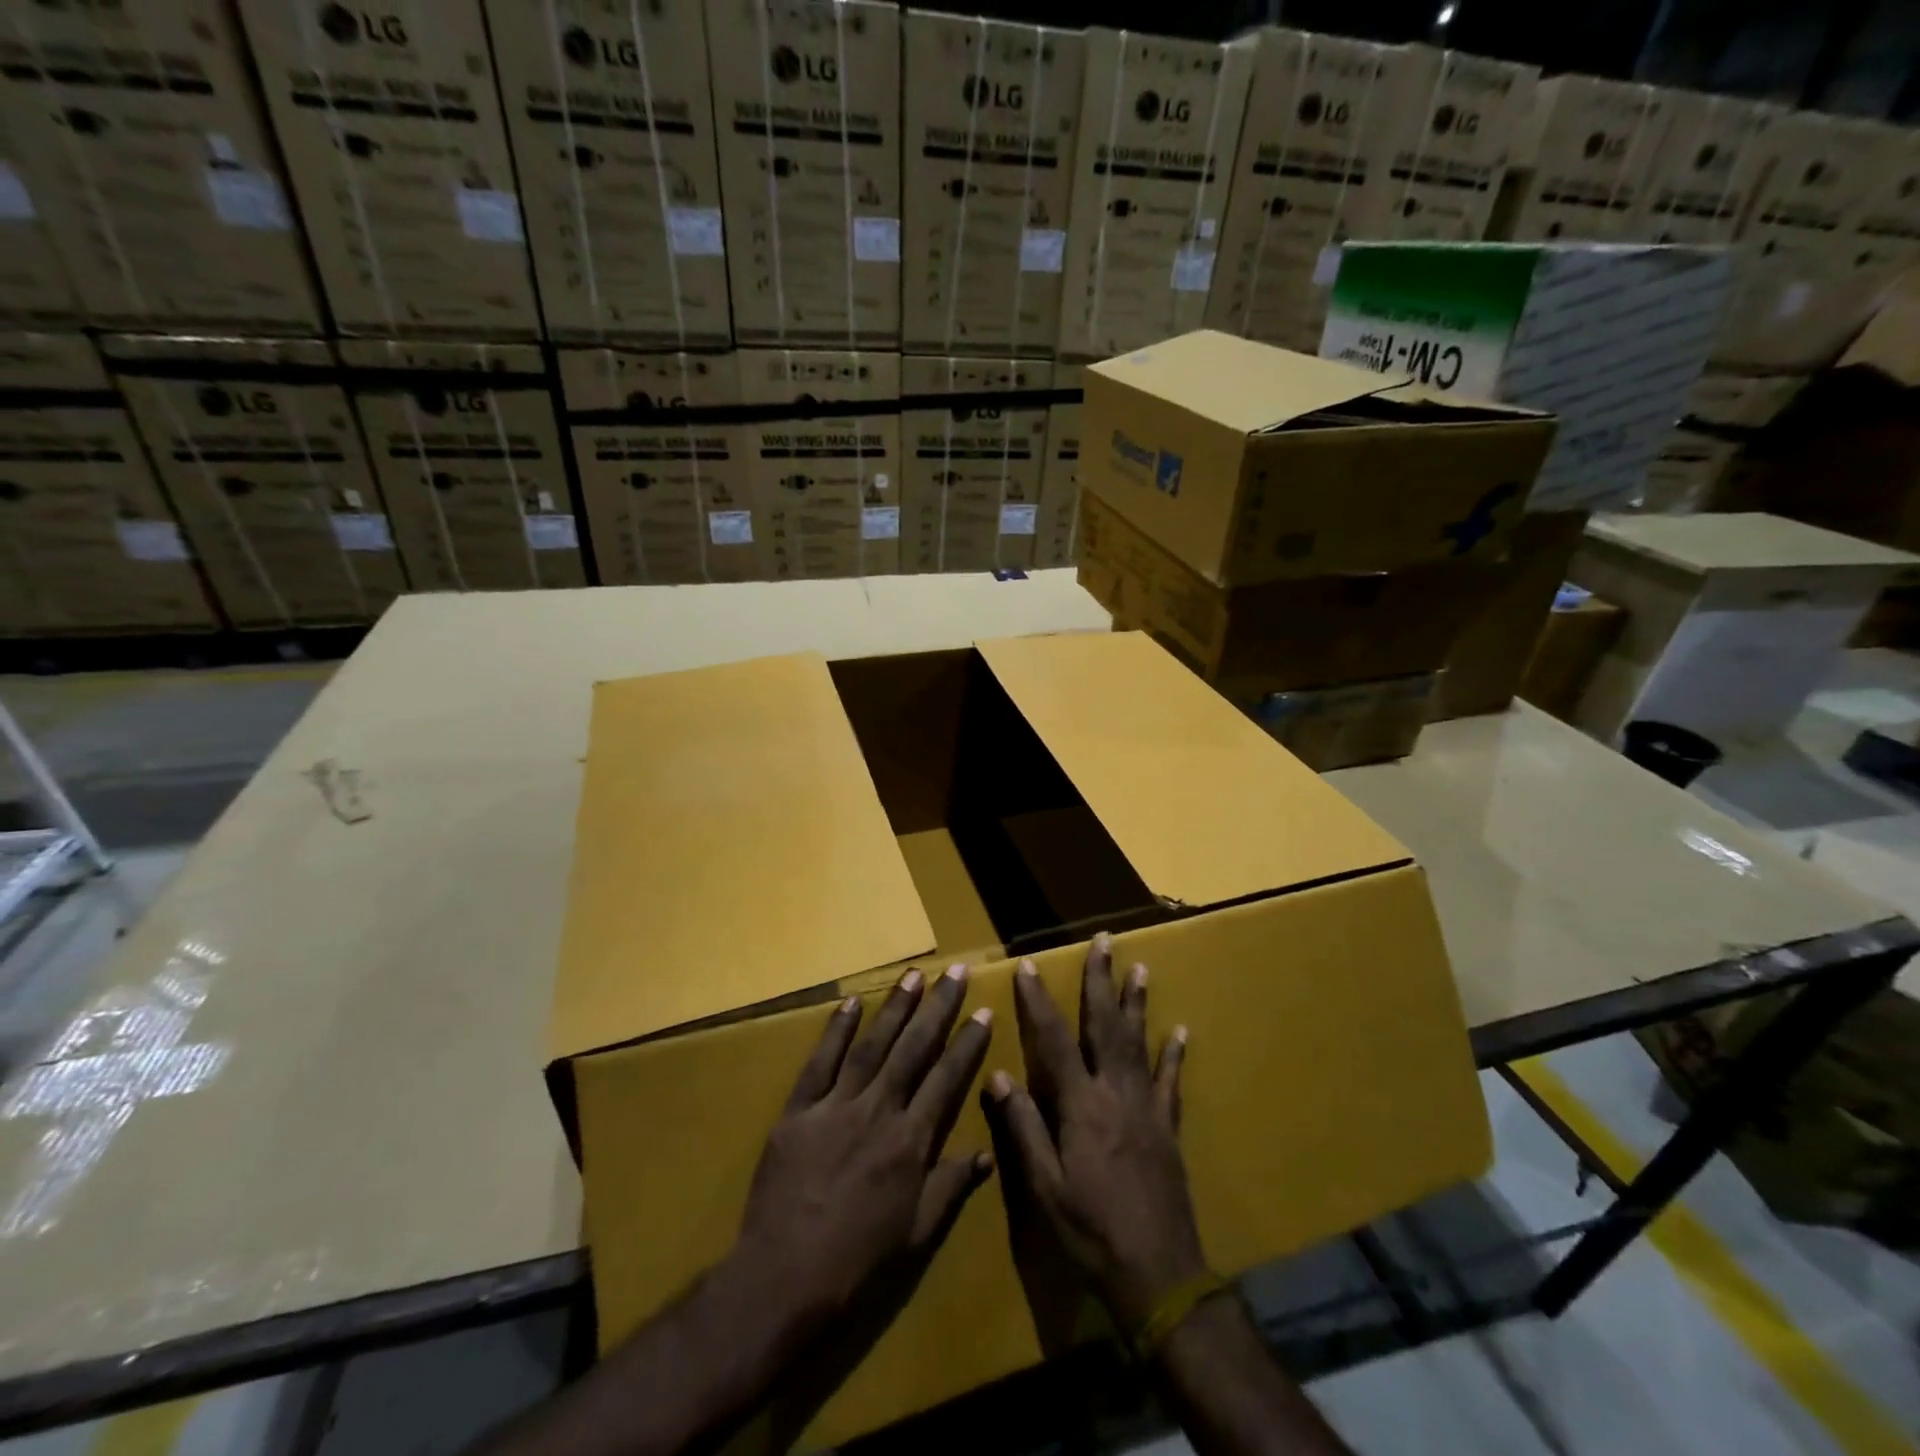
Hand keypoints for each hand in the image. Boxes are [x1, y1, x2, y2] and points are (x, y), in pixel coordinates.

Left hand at [735, 964, 993, 1326]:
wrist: (784, 1277)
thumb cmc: (858, 1260)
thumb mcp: (916, 1233)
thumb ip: (951, 1186)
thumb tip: (986, 1153)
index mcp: (910, 1141)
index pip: (947, 1078)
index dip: (968, 1043)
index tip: (984, 1011)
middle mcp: (878, 1111)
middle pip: (914, 1049)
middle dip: (938, 1007)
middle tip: (956, 971)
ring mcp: (836, 1106)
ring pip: (872, 1046)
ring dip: (895, 1008)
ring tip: (914, 976)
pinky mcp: (799, 1110)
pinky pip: (820, 1062)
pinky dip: (836, 1030)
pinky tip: (851, 1002)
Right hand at [985, 936, 1202, 1332]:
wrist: (1159, 1274)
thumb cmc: (1091, 1230)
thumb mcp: (1043, 1186)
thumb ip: (1021, 1127)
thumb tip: (996, 1075)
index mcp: (1080, 1105)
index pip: (1054, 1039)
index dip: (1038, 1001)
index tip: (1028, 965)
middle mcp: (1116, 1093)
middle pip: (1105, 1026)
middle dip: (1101, 981)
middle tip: (1103, 942)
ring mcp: (1147, 1107)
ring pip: (1139, 1042)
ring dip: (1136, 1003)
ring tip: (1139, 968)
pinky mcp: (1168, 1126)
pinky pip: (1171, 1081)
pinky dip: (1174, 1053)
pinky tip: (1179, 1030)